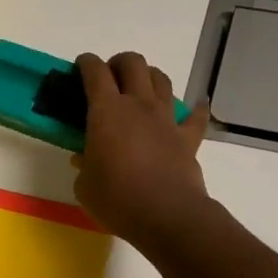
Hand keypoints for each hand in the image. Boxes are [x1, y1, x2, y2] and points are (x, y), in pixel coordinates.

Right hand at [72, 51, 212, 248]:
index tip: (80, 66)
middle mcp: (138, 105)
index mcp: (107, 111)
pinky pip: (196, 116)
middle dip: (119, 62)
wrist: (166, 215)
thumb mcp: (85, 186)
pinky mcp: (188, 138)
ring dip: (149, 76)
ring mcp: (166, 119)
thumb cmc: (116, 199)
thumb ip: (84, 166)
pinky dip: (196, 109)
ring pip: (161, 80)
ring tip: (141, 87)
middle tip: (110, 77)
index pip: (95, 72)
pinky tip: (197, 106)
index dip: (86, 63)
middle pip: (133, 64)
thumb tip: (85, 159)